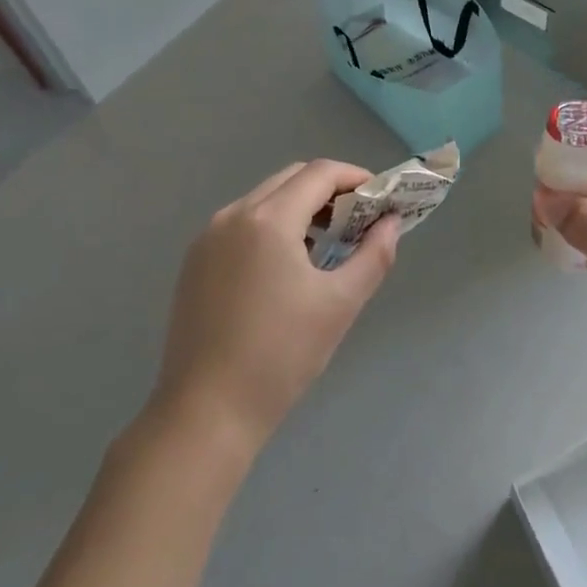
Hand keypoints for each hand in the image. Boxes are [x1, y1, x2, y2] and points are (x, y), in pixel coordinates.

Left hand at [150, 160, 398, 451]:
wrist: (206, 413)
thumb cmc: (281, 356)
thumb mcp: (340, 304)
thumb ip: (374, 254)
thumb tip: (391, 222)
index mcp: (268, 220)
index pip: (321, 173)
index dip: (357, 178)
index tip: (381, 201)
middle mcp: (233, 216)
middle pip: (291, 178)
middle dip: (330, 190)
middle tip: (357, 222)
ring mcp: (207, 238)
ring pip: (264, 199)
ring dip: (300, 207)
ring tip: (326, 244)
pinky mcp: (194, 262)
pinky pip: (242, 224)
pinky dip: (272, 226)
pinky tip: (287, 266)